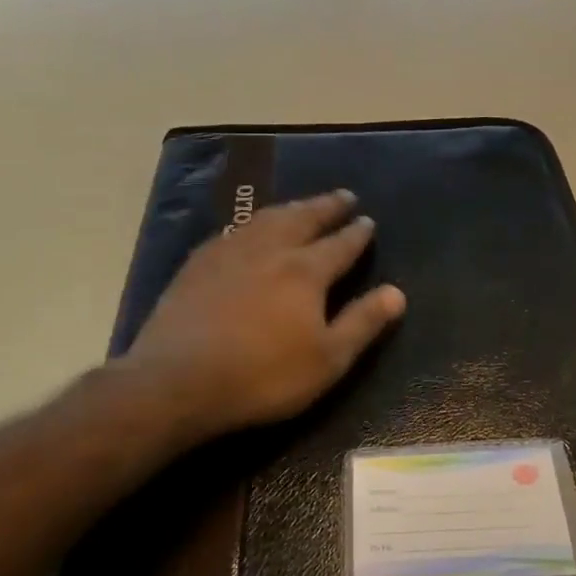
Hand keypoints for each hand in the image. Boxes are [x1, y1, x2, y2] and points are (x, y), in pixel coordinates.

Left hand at [107, 189, 406, 449]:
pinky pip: (234, 230)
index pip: (340, 244)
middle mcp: (271, 250)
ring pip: (267, 218)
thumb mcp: (326, 359)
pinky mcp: (199, 263)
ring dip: (291, 207)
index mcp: (306, 271)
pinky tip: (249, 228)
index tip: (368, 220)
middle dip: (326, 206)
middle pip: (304, 218)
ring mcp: (231, 252)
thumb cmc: (262, 375)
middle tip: (343, 196)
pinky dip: (252, 222)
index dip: (357, 233)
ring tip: (303, 204)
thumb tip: (397, 293)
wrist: (177, 380)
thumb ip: (363, 323)